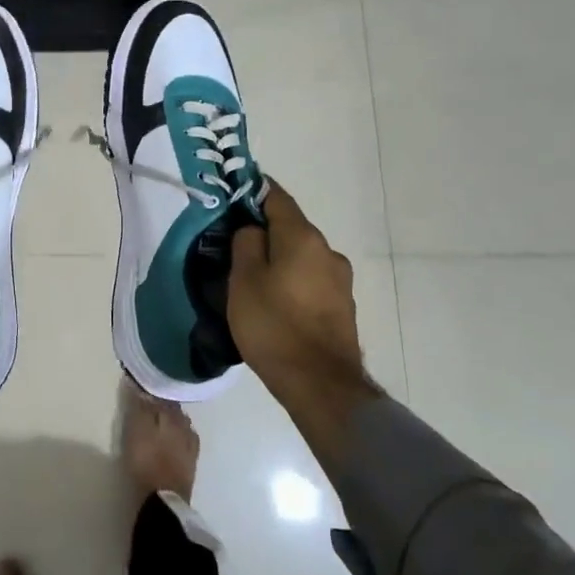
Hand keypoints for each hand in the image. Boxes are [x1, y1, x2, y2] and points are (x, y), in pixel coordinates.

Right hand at [229, 180, 378, 416]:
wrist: (320, 384)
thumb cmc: (274, 325)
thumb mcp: (243, 280)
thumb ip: (246, 244)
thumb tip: (254, 230)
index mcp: (303, 237)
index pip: (276, 197)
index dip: (253, 190)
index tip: (231, 193)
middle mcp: (327, 251)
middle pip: (290, 228)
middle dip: (263, 230)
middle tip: (232, 243)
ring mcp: (339, 280)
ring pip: (300, 255)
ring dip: (278, 258)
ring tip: (251, 277)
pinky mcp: (342, 306)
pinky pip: (310, 279)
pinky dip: (291, 280)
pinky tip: (274, 300)